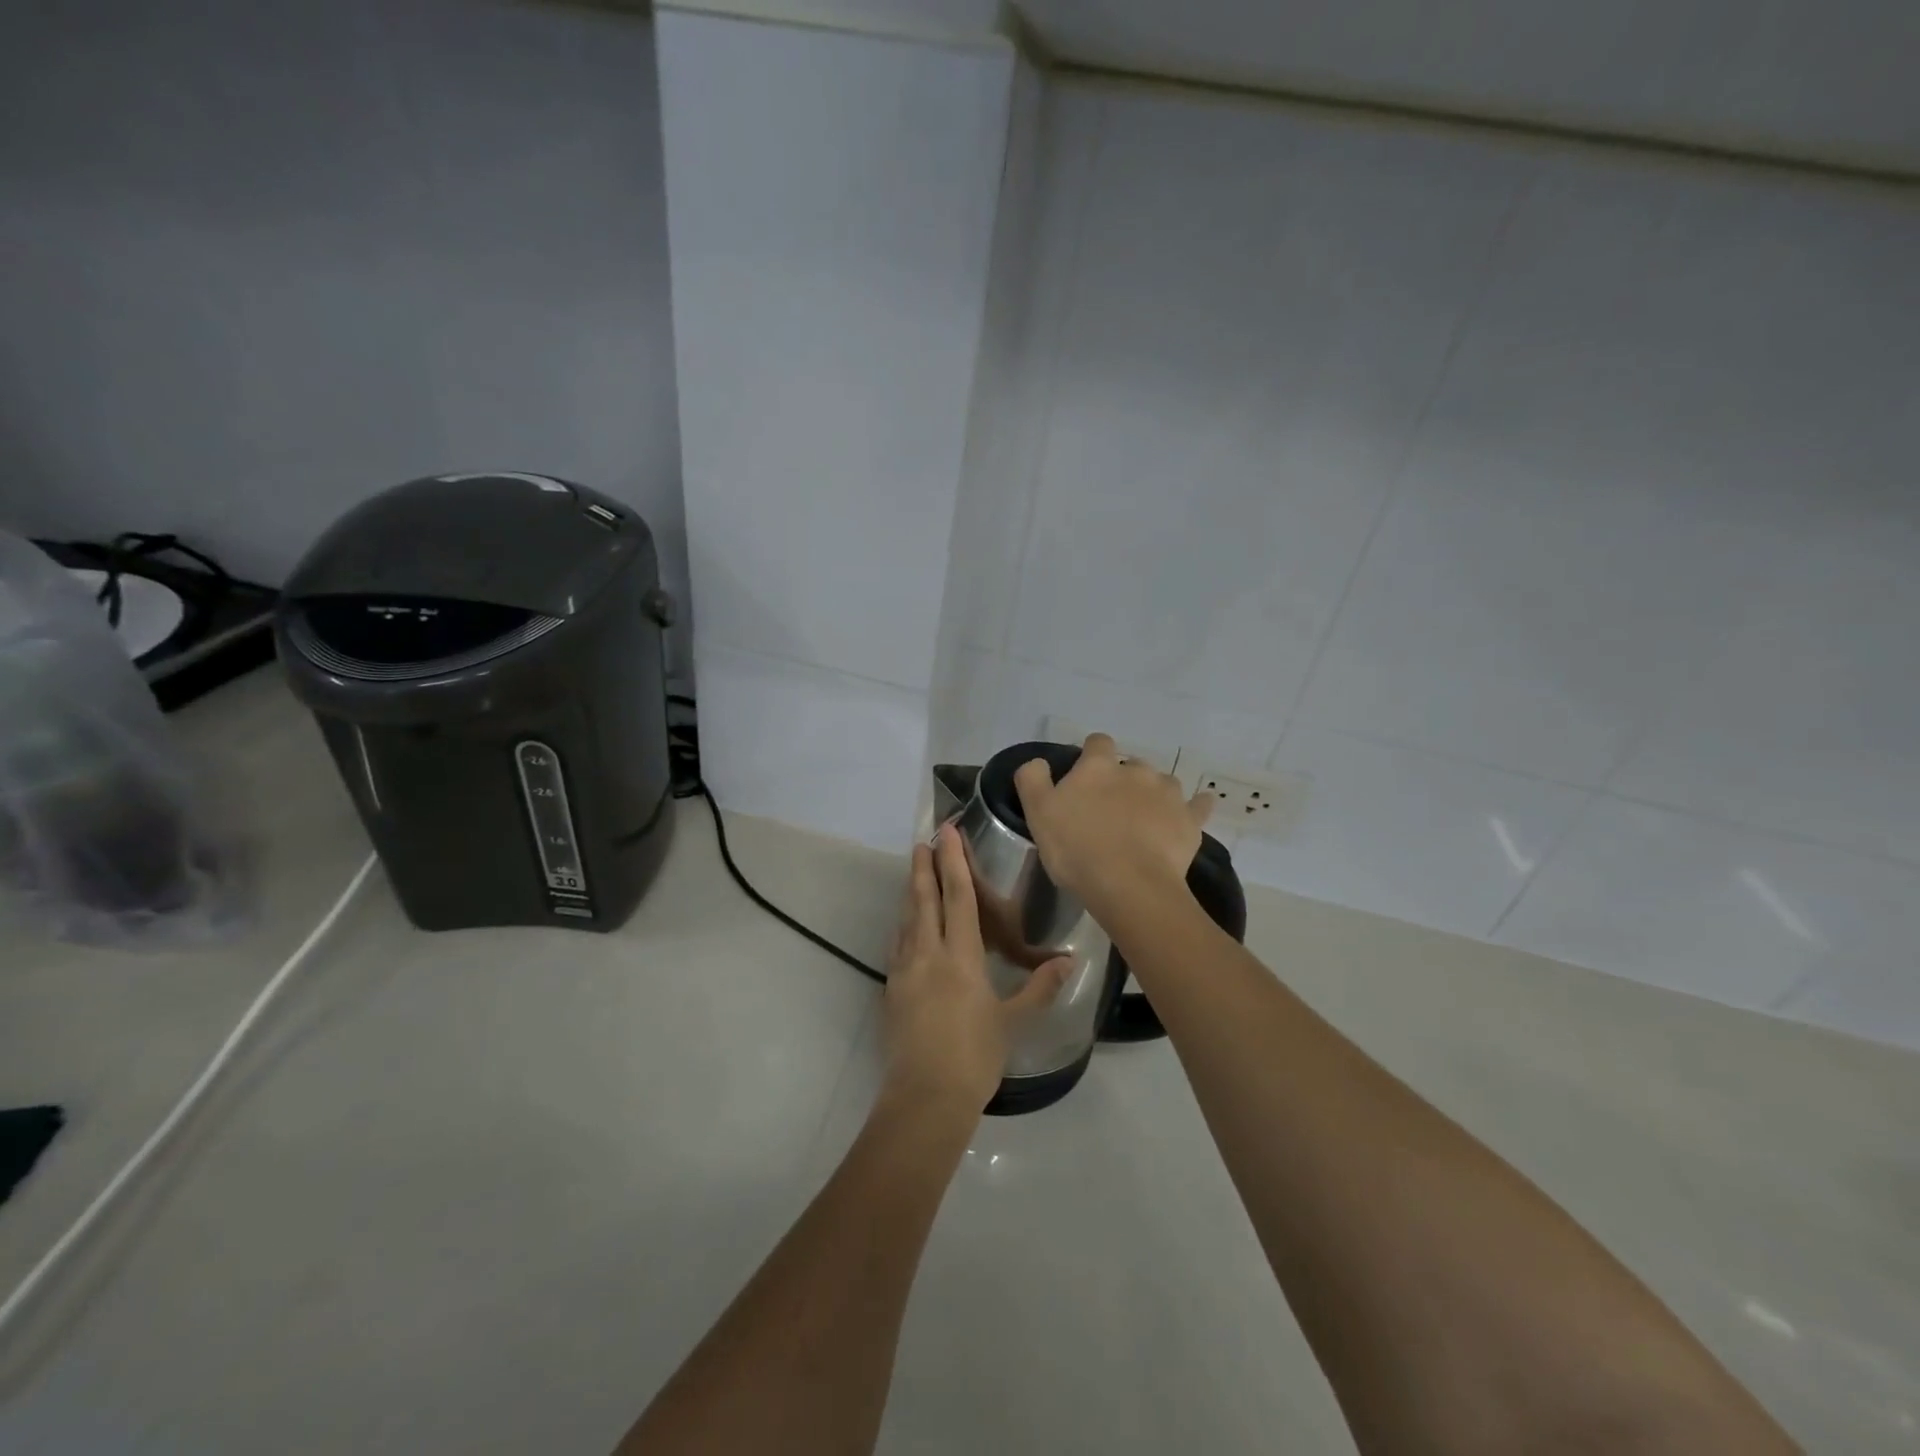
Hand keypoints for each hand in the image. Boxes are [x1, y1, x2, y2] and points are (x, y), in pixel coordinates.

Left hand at [882, 825, 1070, 1115]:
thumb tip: (1068, 962)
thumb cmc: (975, 1057)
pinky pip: (898, 945)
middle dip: (924, 867)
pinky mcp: (891, 989)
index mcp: (960, 957)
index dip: (954, 863)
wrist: (925, 1097)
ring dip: (911, 892)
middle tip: (923, 840)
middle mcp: (928, 954)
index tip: (947, 834)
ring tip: (914, 871)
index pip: (958, 898)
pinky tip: (906, 925)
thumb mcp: (1012, 1022)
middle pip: (924, 899)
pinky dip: (904, 925)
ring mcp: (904, 971)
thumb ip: (1038, 988)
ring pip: (907, 919)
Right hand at [1013, 733, 1212, 916]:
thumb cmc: (1077, 848)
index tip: (1084, 777)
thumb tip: (1038, 761)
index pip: (1098, 743)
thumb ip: (1032, 779)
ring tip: (1144, 820)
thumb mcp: (1038, 812)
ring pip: (1163, 783)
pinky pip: (1199, 805)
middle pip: (1131, 764)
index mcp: (1099, 766)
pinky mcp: (1190, 820)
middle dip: (1123, 779)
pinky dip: (1196, 806)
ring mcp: (1168, 793)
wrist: (1129, 886)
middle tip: (1110, 808)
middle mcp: (1137, 770)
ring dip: (1154, 794)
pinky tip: (1193, 812)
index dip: (1091, 756)